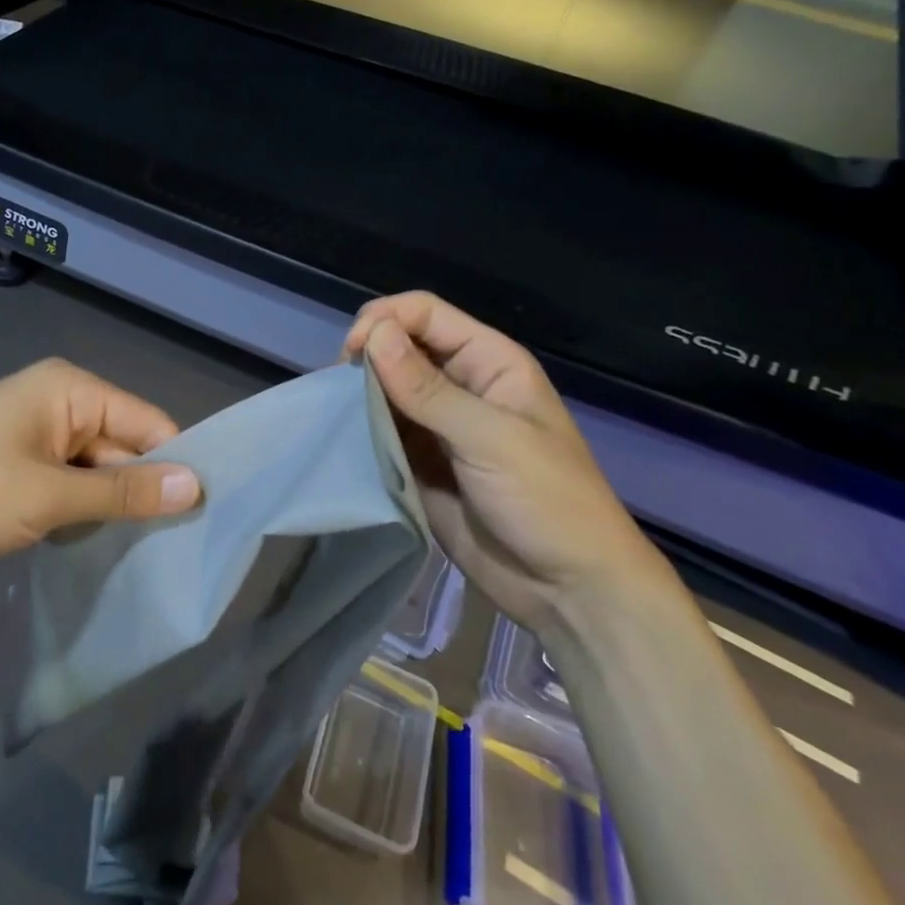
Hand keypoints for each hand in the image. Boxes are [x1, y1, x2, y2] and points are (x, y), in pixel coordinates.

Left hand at [0, 358, 201, 567]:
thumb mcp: (50, 497)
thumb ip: (124, 492)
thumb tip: (196, 487)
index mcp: (72, 390)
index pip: (148, 422)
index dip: (175, 465)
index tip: (203, 515)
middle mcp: (58, 401)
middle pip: (121, 446)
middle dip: (137, 492)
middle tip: (169, 547)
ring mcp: (33, 432)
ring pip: (93, 470)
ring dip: (104, 506)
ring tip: (130, 551)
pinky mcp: (14, 460)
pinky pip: (64, 481)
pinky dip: (74, 509)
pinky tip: (81, 542)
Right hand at [344, 292, 670, 631]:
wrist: (568, 589)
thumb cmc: (547, 501)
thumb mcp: (490, 438)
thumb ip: (428, 388)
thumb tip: (374, 334)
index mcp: (488, 362)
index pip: (425, 314)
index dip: (384, 321)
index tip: (351, 353)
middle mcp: (460, 384)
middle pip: (400, 346)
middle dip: (366, 357)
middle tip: (340, 389)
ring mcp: (437, 425)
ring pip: (385, 389)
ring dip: (359, 395)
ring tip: (337, 415)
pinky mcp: (419, 461)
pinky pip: (382, 431)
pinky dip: (361, 429)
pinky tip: (344, 438)